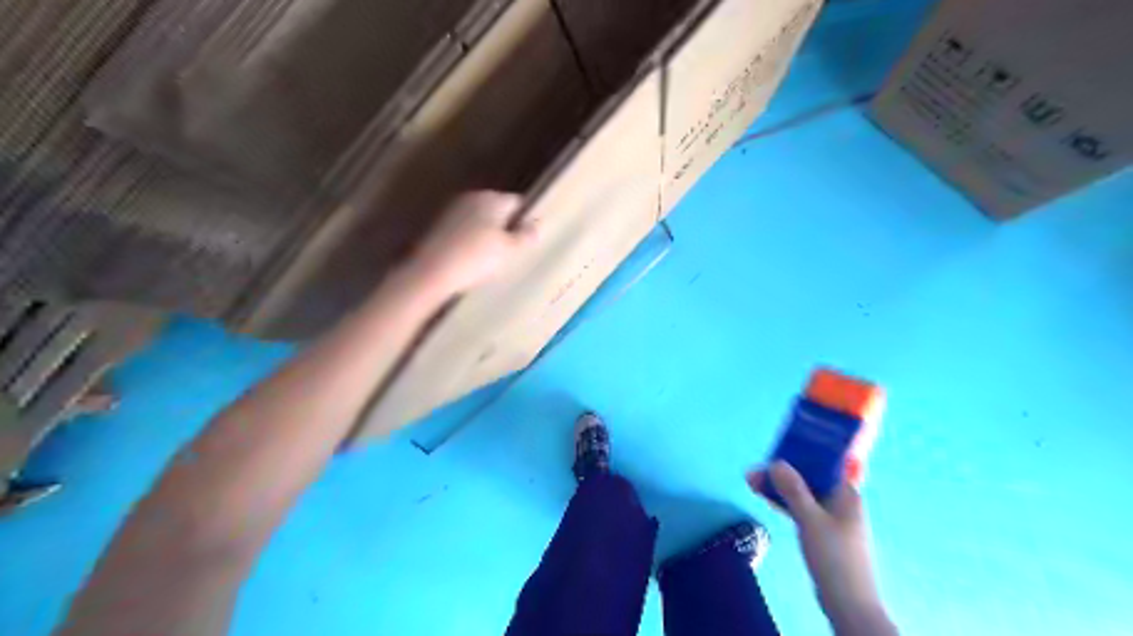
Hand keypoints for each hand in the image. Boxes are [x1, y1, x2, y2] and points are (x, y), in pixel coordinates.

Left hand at [405, 189, 536, 294]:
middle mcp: (472, 197)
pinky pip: (463, 230)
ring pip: (479, 219)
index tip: (528, 238)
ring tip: (492, 258)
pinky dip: (470, 240)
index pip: (517, 202)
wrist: (432, 272)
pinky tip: (471, 259)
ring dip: (487, 233)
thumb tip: (536, 224)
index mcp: (492, 198)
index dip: (526, 219)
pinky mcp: (438, 226)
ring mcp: (452, 210)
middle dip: (506, 226)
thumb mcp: (510, 250)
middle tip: (512, 250)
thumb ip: (526, 236)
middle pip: (497, 209)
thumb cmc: (477, 258)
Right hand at [750, 462, 899, 635]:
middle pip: (809, 479)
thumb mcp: (810, 520)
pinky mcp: (822, 533)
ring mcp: (831, 518)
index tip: (778, 448)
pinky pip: (800, 509)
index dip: (801, 454)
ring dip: (779, 487)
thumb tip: (776, 462)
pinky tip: (765, 497)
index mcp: (846, 494)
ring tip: (751, 480)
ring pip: (802, 494)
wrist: (847, 604)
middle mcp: (840, 502)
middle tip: (755, 468)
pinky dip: (784, 503)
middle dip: (782, 472)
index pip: (823, 464)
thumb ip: (793, 490)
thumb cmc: (834, 557)